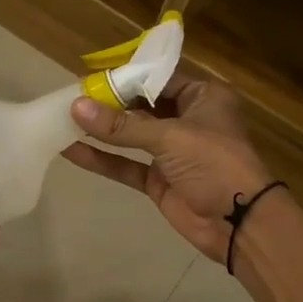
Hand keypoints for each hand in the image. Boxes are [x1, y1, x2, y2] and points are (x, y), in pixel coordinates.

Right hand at [63, 74, 274, 265]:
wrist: (239, 223)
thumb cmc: (214, 163)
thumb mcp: (170, 137)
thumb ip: (122, 125)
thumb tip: (76, 107)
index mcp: (203, 97)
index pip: (157, 79)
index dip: (124, 78)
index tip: (88, 78)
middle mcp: (187, 119)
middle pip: (141, 106)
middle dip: (107, 104)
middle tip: (69, 98)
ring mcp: (172, 152)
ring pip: (131, 136)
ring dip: (101, 131)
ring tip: (63, 120)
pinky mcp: (159, 179)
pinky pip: (126, 164)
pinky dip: (102, 159)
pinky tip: (71, 151)